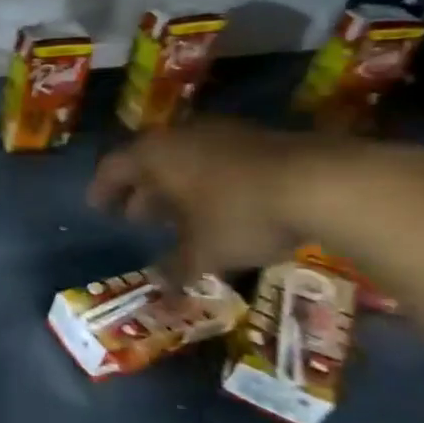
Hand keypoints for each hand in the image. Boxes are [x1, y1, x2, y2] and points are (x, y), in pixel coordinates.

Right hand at [87, 119, 363, 281]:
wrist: (325, 183)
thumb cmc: (241, 215)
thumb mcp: (204, 252)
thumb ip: (176, 268)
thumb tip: (159, 289)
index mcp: (153, 156)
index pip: (113, 168)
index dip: (102, 190)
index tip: (98, 208)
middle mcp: (179, 136)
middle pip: (148, 161)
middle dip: (141, 190)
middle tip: (137, 216)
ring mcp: (221, 133)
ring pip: (185, 159)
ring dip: (177, 185)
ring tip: (180, 215)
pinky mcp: (259, 138)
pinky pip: (216, 158)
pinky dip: (209, 180)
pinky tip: (222, 205)